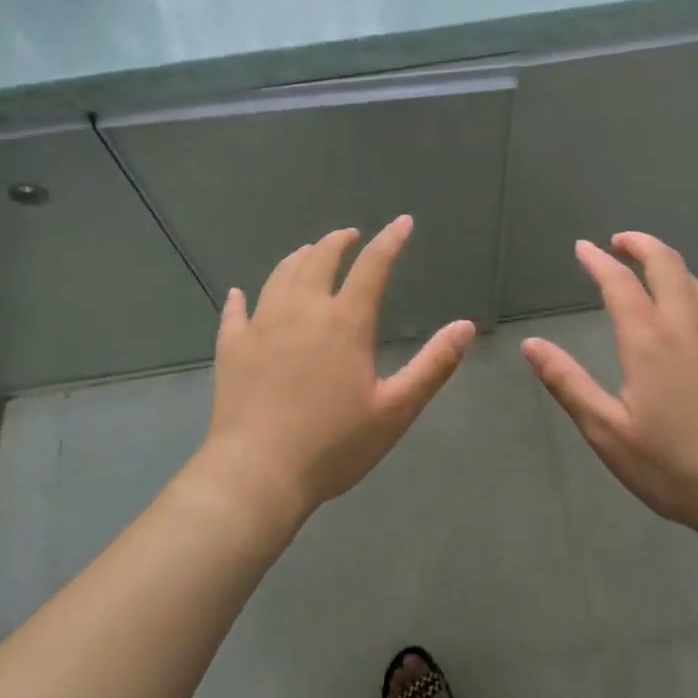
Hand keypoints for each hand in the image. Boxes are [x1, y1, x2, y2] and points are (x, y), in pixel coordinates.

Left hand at [190, 216, 474, 530]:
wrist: (258, 473)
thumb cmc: (334, 445)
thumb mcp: (396, 409)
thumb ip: (433, 365)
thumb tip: (465, 326)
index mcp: (345, 322)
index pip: (373, 266)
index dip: (390, 240)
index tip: (402, 223)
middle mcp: (302, 310)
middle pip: (320, 259)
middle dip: (338, 242)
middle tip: (349, 236)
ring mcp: (262, 325)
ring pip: (280, 275)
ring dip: (298, 258)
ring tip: (308, 253)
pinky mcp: (232, 347)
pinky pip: (236, 312)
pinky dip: (241, 298)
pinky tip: (240, 295)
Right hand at [521, 232, 697, 539]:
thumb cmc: (673, 466)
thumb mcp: (607, 431)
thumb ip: (567, 383)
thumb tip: (531, 345)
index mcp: (649, 341)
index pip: (620, 283)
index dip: (599, 260)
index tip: (583, 247)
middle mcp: (686, 328)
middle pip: (667, 265)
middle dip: (641, 245)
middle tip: (619, 242)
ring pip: (694, 283)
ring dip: (667, 265)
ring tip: (647, 268)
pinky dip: (690, 294)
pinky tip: (685, 315)